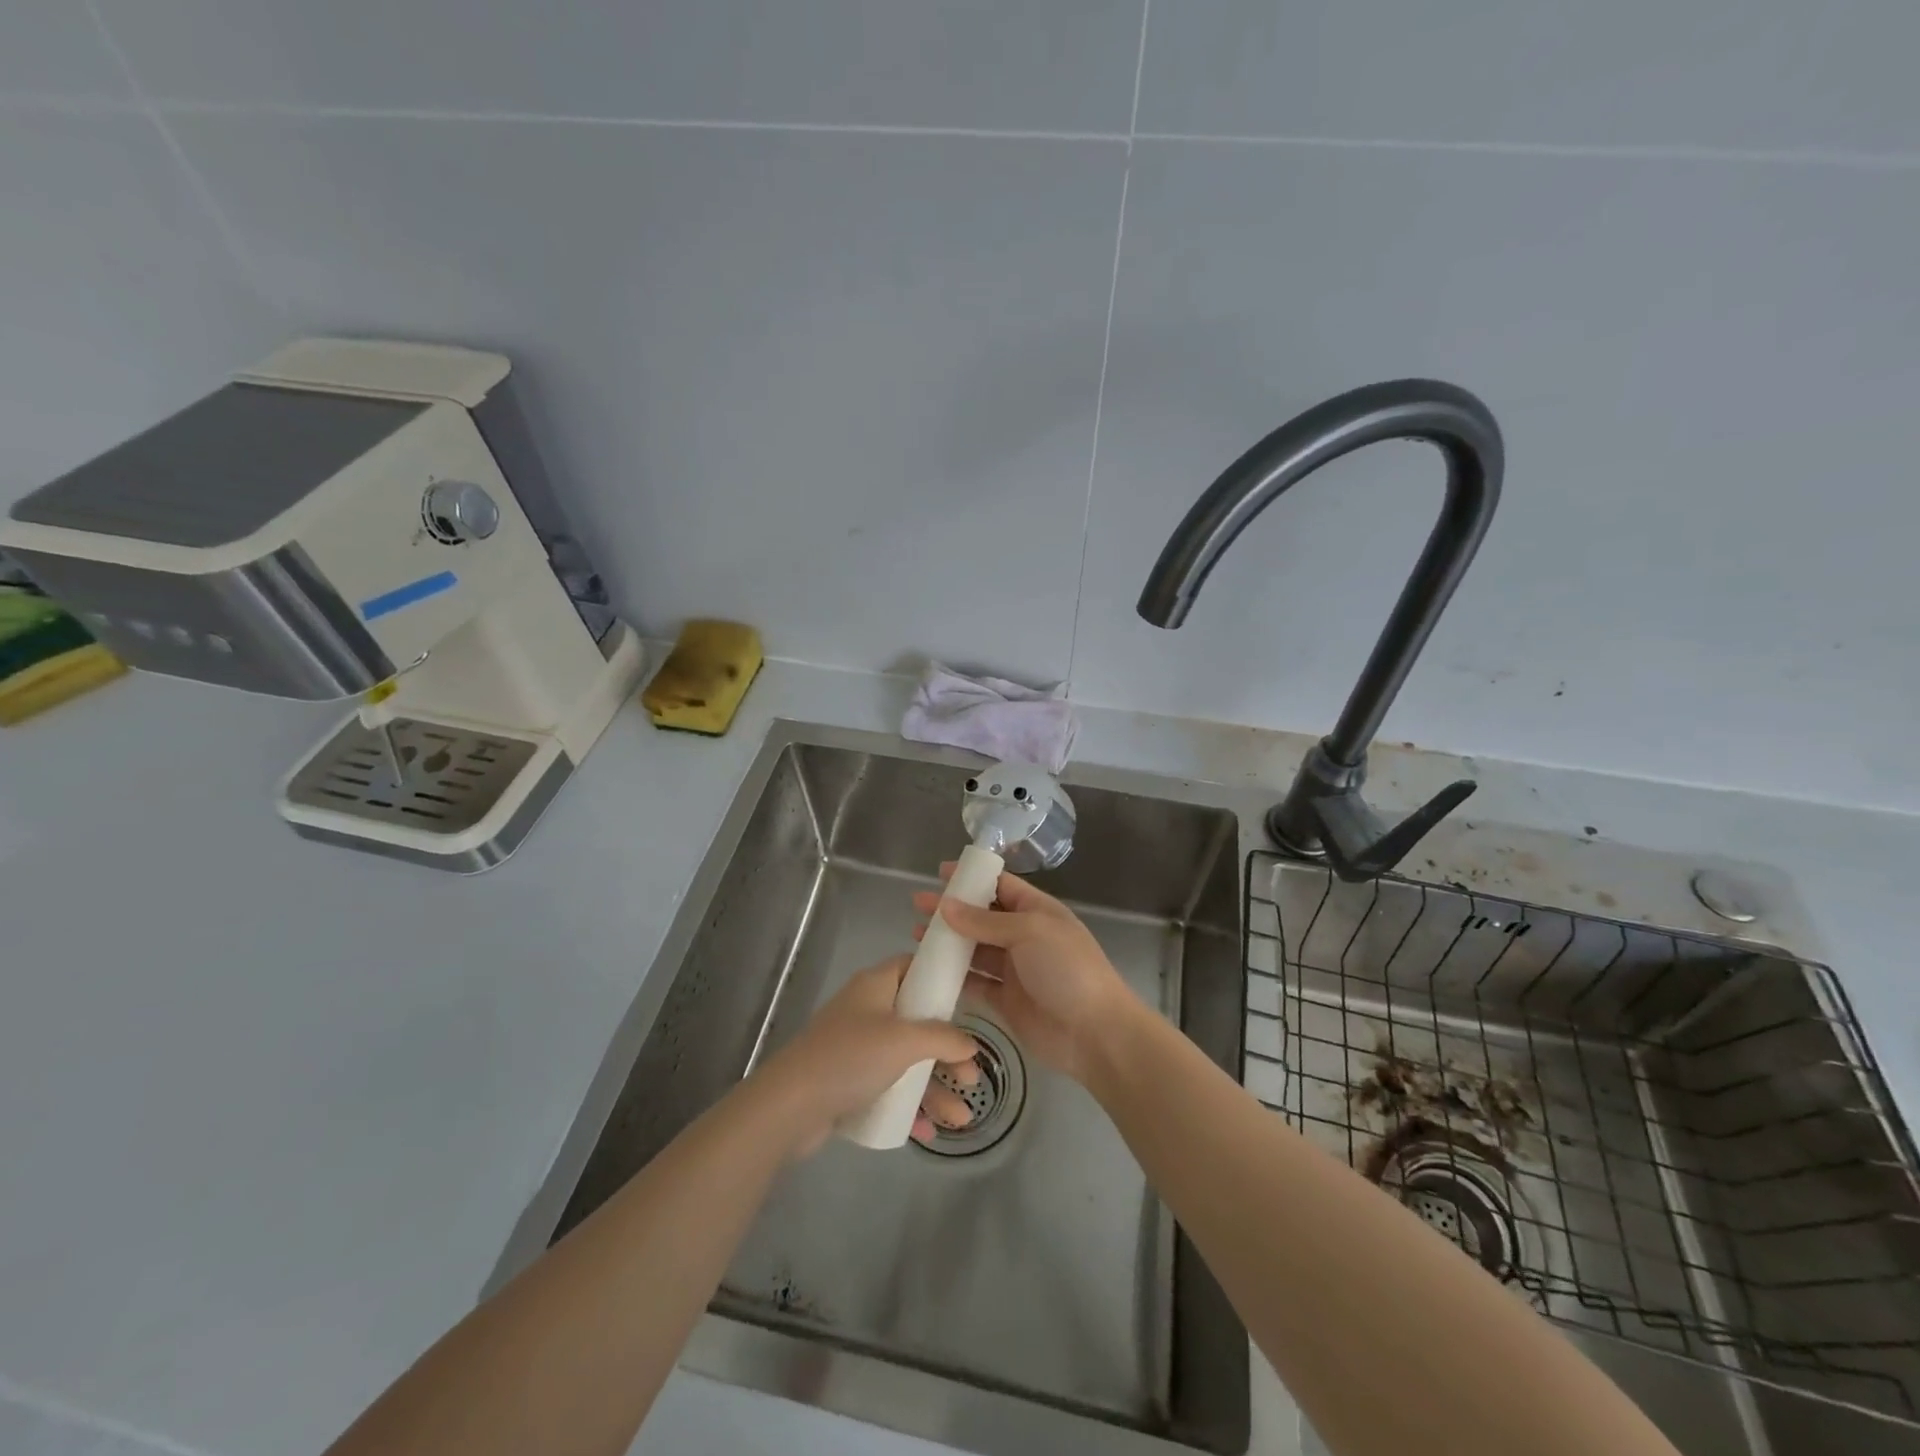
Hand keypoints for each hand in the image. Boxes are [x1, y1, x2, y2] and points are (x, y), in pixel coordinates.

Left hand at [750, 955, 981, 1157]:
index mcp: (875, 985)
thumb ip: (943, 1038)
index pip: (912, 967)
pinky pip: (887, 1088)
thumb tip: (971, 1045)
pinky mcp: (847, 1082)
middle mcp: (866, 1011)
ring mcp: (856, 1048)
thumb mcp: (904, 1041)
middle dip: (947, 1051)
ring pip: (905, 1061)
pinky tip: (929, 1130)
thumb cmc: (851, 1058)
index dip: (939, 979)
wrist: (790, 1106)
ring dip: (934, 1087)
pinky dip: (909, 1105)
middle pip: (917, 1022)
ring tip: (961, 1118)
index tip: (968, 999)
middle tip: (971, 1076)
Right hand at [912, 866, 1137, 1081]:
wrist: (1094, 1032)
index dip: (972, 878)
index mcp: (1037, 911)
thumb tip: (946, 906)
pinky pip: (974, 982)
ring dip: (948, 941)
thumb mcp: (1029, 932)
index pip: (1000, 885)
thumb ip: (985, 921)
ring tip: (916, 935)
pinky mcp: (1005, 1000)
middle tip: (918, 904)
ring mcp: (1014, 969)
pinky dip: (953, 975)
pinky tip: (929, 969)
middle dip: (952, 909)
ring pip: (974, 949)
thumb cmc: (1067, 969)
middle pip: (982, 917)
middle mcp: (1024, 936)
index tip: (940, 873)